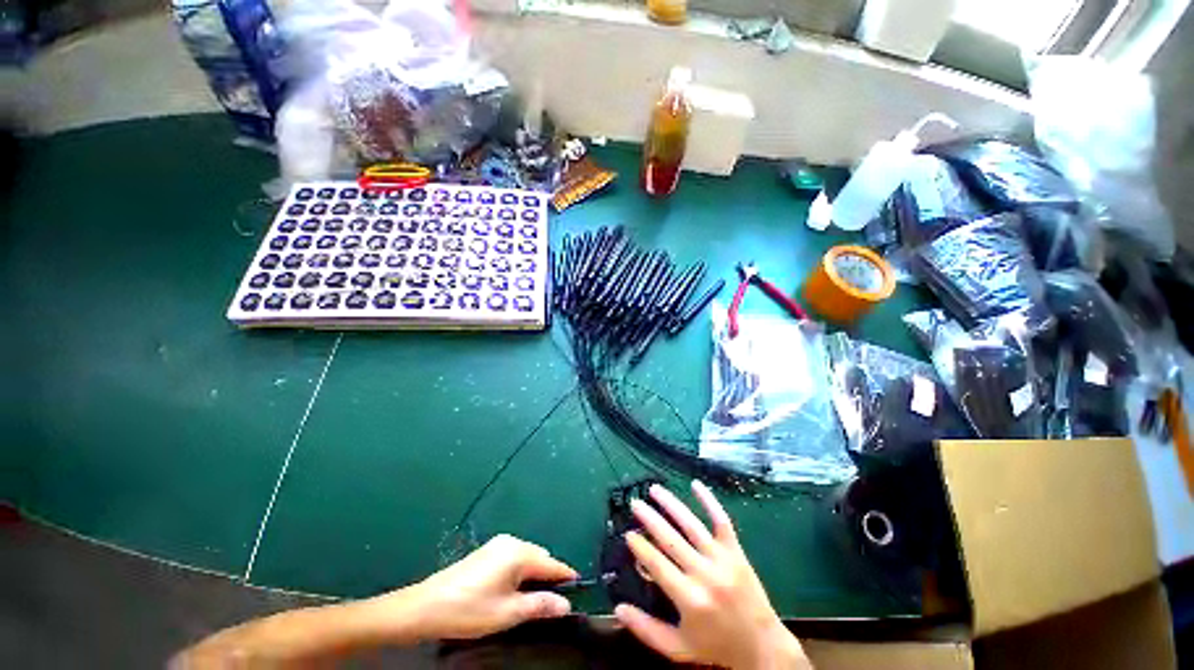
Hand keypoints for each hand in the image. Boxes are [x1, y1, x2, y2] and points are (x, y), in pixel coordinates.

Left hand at [393, 534, 577, 639]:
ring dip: (534, 576)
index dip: (566, 578)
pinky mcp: (487, 552)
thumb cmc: (469, 610)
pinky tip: (511, 592)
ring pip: (527, 558)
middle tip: (549, 606)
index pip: (552, 564)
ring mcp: (497, 545)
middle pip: (541, 558)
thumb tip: (566, 605)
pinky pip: (514, 558)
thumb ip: (540, 606)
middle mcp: (511, 542)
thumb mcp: (508, 613)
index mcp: (519, 553)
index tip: (577, 593)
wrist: (425, 607)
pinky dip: (520, 573)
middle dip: (548, 578)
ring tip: (530, 602)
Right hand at [615, 481, 810, 669]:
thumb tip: (617, 609)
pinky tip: (695, 484)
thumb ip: (646, 630)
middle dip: (650, 519)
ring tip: (654, 489)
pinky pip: (721, 521)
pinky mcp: (736, 551)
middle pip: (671, 539)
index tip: (628, 534)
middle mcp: (705, 574)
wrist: (763, 648)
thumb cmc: (716, 648)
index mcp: (689, 599)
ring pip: (691, 525)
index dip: (640, 547)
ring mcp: (722, 559)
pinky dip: (709, 501)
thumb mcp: (678, 648)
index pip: (657, 565)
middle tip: (634, 504)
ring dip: (671, 504)